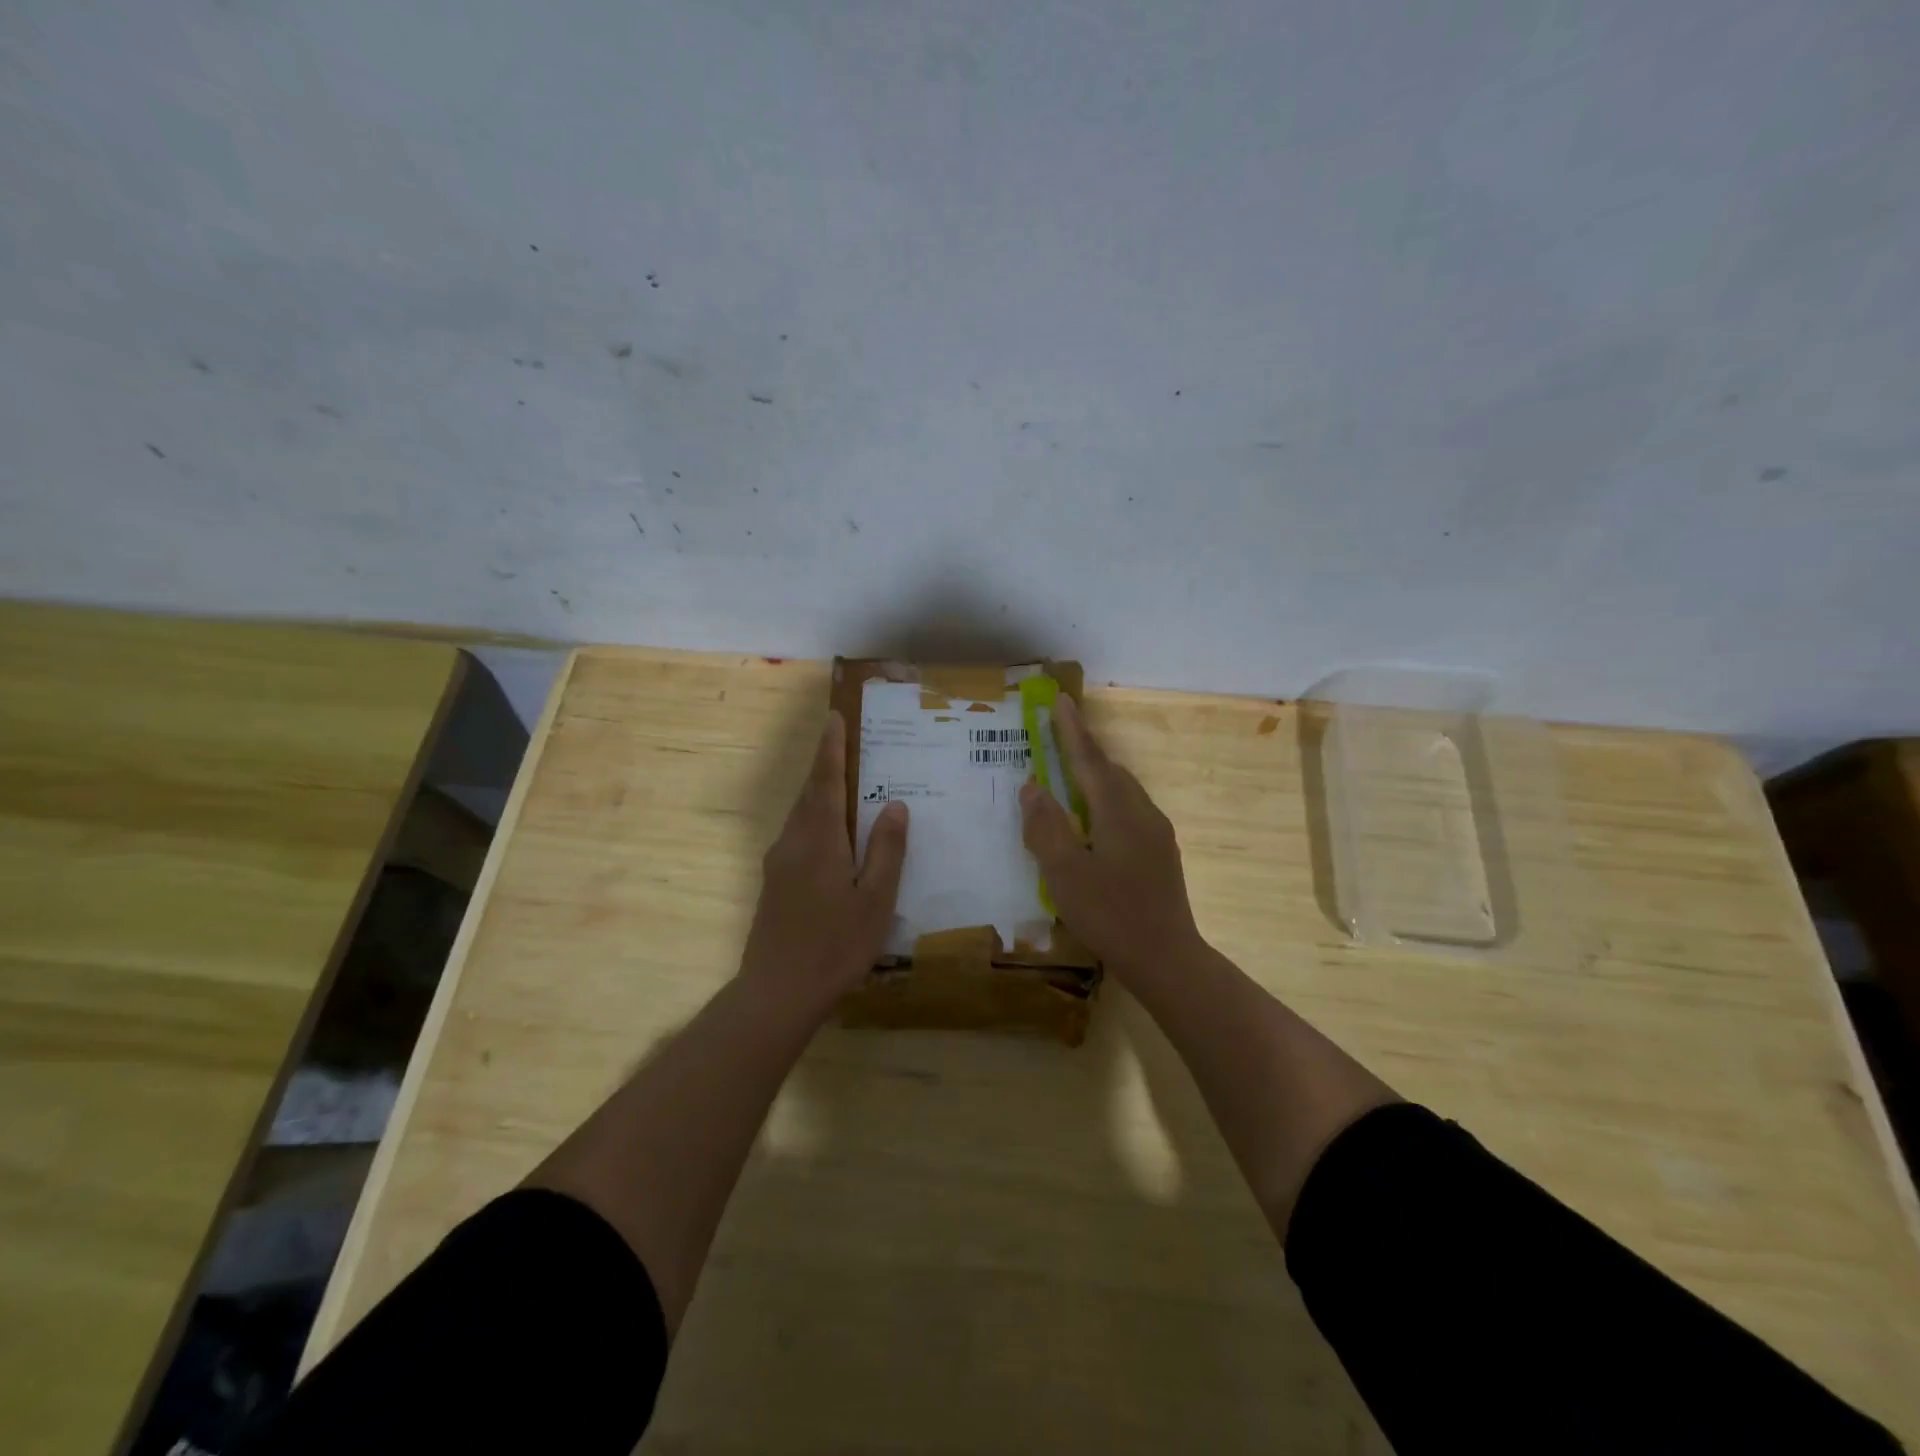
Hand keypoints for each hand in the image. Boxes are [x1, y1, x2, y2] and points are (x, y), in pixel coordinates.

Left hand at [739, 711, 908, 1014]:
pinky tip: (836, 836)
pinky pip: (798, 835)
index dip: (831, 749)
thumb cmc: (834, 946)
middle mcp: (793, 842)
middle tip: (847, 742)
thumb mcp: (874, 900)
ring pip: (802, 815)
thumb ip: (886, 851)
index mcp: (819, 840)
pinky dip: (817, 819)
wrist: (776, 993)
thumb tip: (896, 805)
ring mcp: (779, 863)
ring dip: (821, 793)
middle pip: (810, 793)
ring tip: (848, 783)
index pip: (825, 781)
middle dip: (826, 765)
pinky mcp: (775, 883)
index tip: (834, 718)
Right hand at [1019, 694, 1203, 981]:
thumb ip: (1046, 827)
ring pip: (1123, 792)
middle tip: (1058, 738)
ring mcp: (1157, 834)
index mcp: (1118, 811)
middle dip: (1084, 751)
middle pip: (1110, 771)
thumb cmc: (1110, 914)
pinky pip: (1129, 812)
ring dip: (1096, 777)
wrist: (1167, 959)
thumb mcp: (1065, 873)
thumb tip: (1033, 786)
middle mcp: (1142, 813)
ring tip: (1071, 778)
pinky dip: (1106, 802)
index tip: (1061, 700)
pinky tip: (1094, 823)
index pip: (1090, 759)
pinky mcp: (1161, 854)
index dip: (1072, 730)